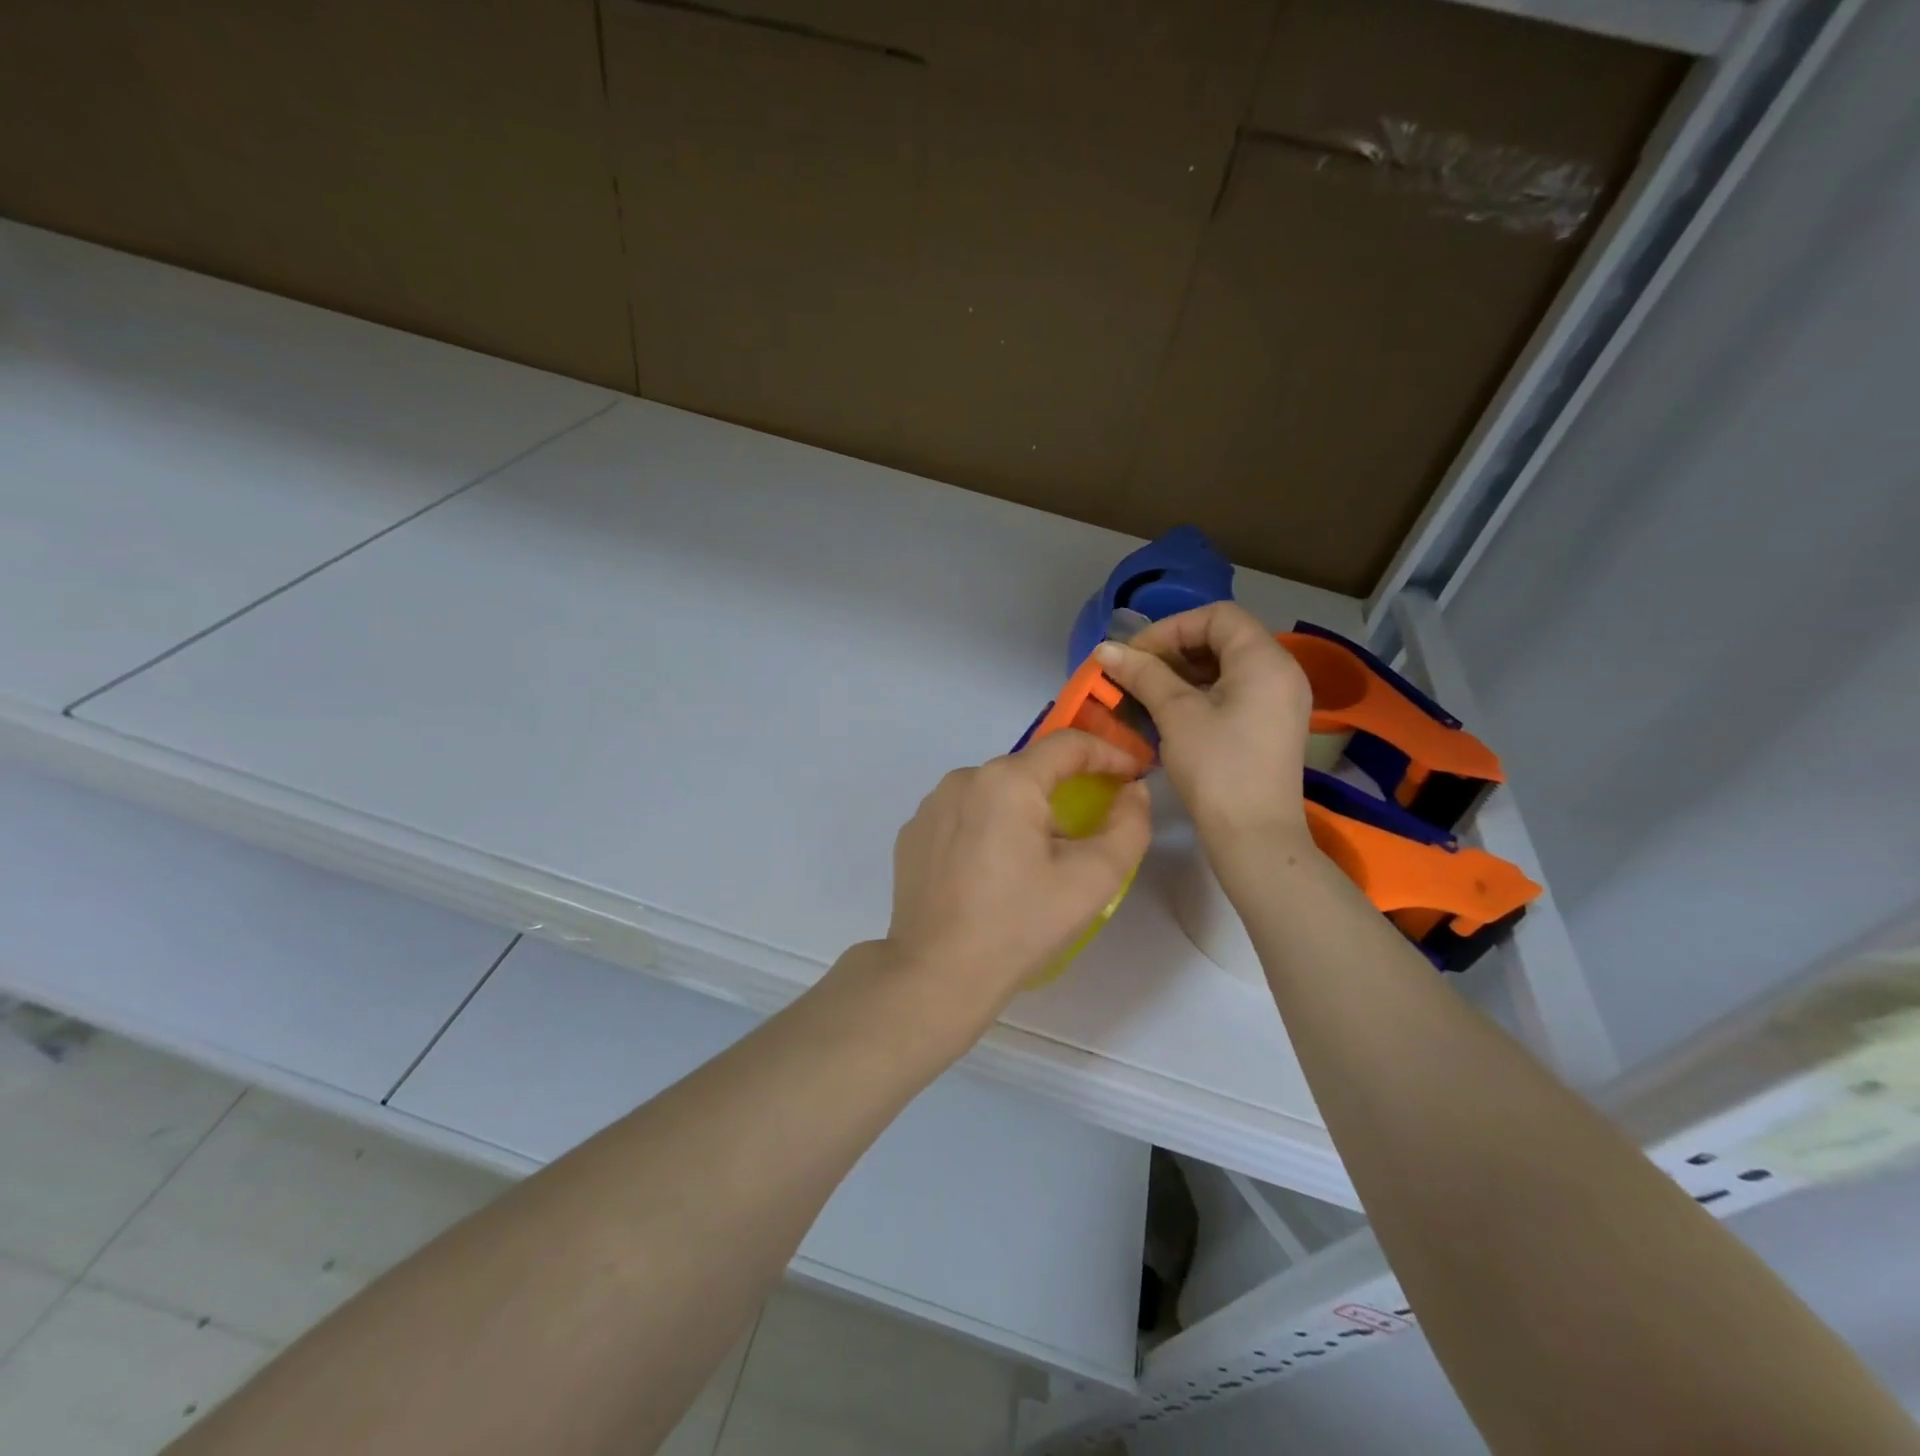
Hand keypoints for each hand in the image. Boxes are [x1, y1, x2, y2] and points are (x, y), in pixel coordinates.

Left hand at [879, 730, 1150, 1030]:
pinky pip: (963, 815)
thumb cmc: (1020, 925)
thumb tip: (1133, 791)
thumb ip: (1129, 826)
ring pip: (993, 792)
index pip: (1068, 744)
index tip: (1133, 775)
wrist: (936, 975)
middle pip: (1028, 770)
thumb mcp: (1093, 880)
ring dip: (1022, 811)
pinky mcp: (912, 833)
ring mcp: (930, 805)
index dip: (1109, 754)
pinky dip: (986, 828)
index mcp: (1007, 780)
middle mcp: (962, 778)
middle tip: (1086, 832)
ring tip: (1035, 860)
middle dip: (1064, 790)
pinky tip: (991, 871)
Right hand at [1093, 602, 1312, 846]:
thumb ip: (1144, 674)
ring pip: (1227, 666)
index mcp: (1265, 660)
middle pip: (1224, 637)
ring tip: (1147, 692)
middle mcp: (1281, 671)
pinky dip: (1201, 692)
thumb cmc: (1217, 769)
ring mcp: (1280, 700)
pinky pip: (1235, 691)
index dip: (1171, 627)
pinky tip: (1170, 713)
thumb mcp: (1177, 715)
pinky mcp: (1271, 725)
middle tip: (1136, 673)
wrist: (1255, 837)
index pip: (1217, 615)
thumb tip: (1106, 649)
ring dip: (1184, 672)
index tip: (1136, 655)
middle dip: (1174, 649)